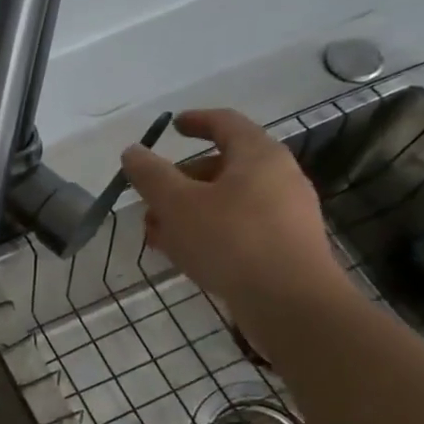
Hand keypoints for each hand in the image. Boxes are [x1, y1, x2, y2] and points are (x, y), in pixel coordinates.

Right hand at [120, 109, 349, 332]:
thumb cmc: (231, 240)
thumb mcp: (177, 204)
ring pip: (225, 201)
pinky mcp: (284, 246)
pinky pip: (237, 227)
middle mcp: (278, 177)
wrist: (290, 302)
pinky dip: (207, 232)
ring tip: (158, 236)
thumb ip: (151, 175)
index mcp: (258, 156)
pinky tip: (185, 256)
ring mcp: (285, 213)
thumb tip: (133, 152)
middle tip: (150, 202)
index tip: (172, 125)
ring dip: (187, 212)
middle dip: (179, 182)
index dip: (195, 121)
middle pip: (221, 167)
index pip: (225, 123)